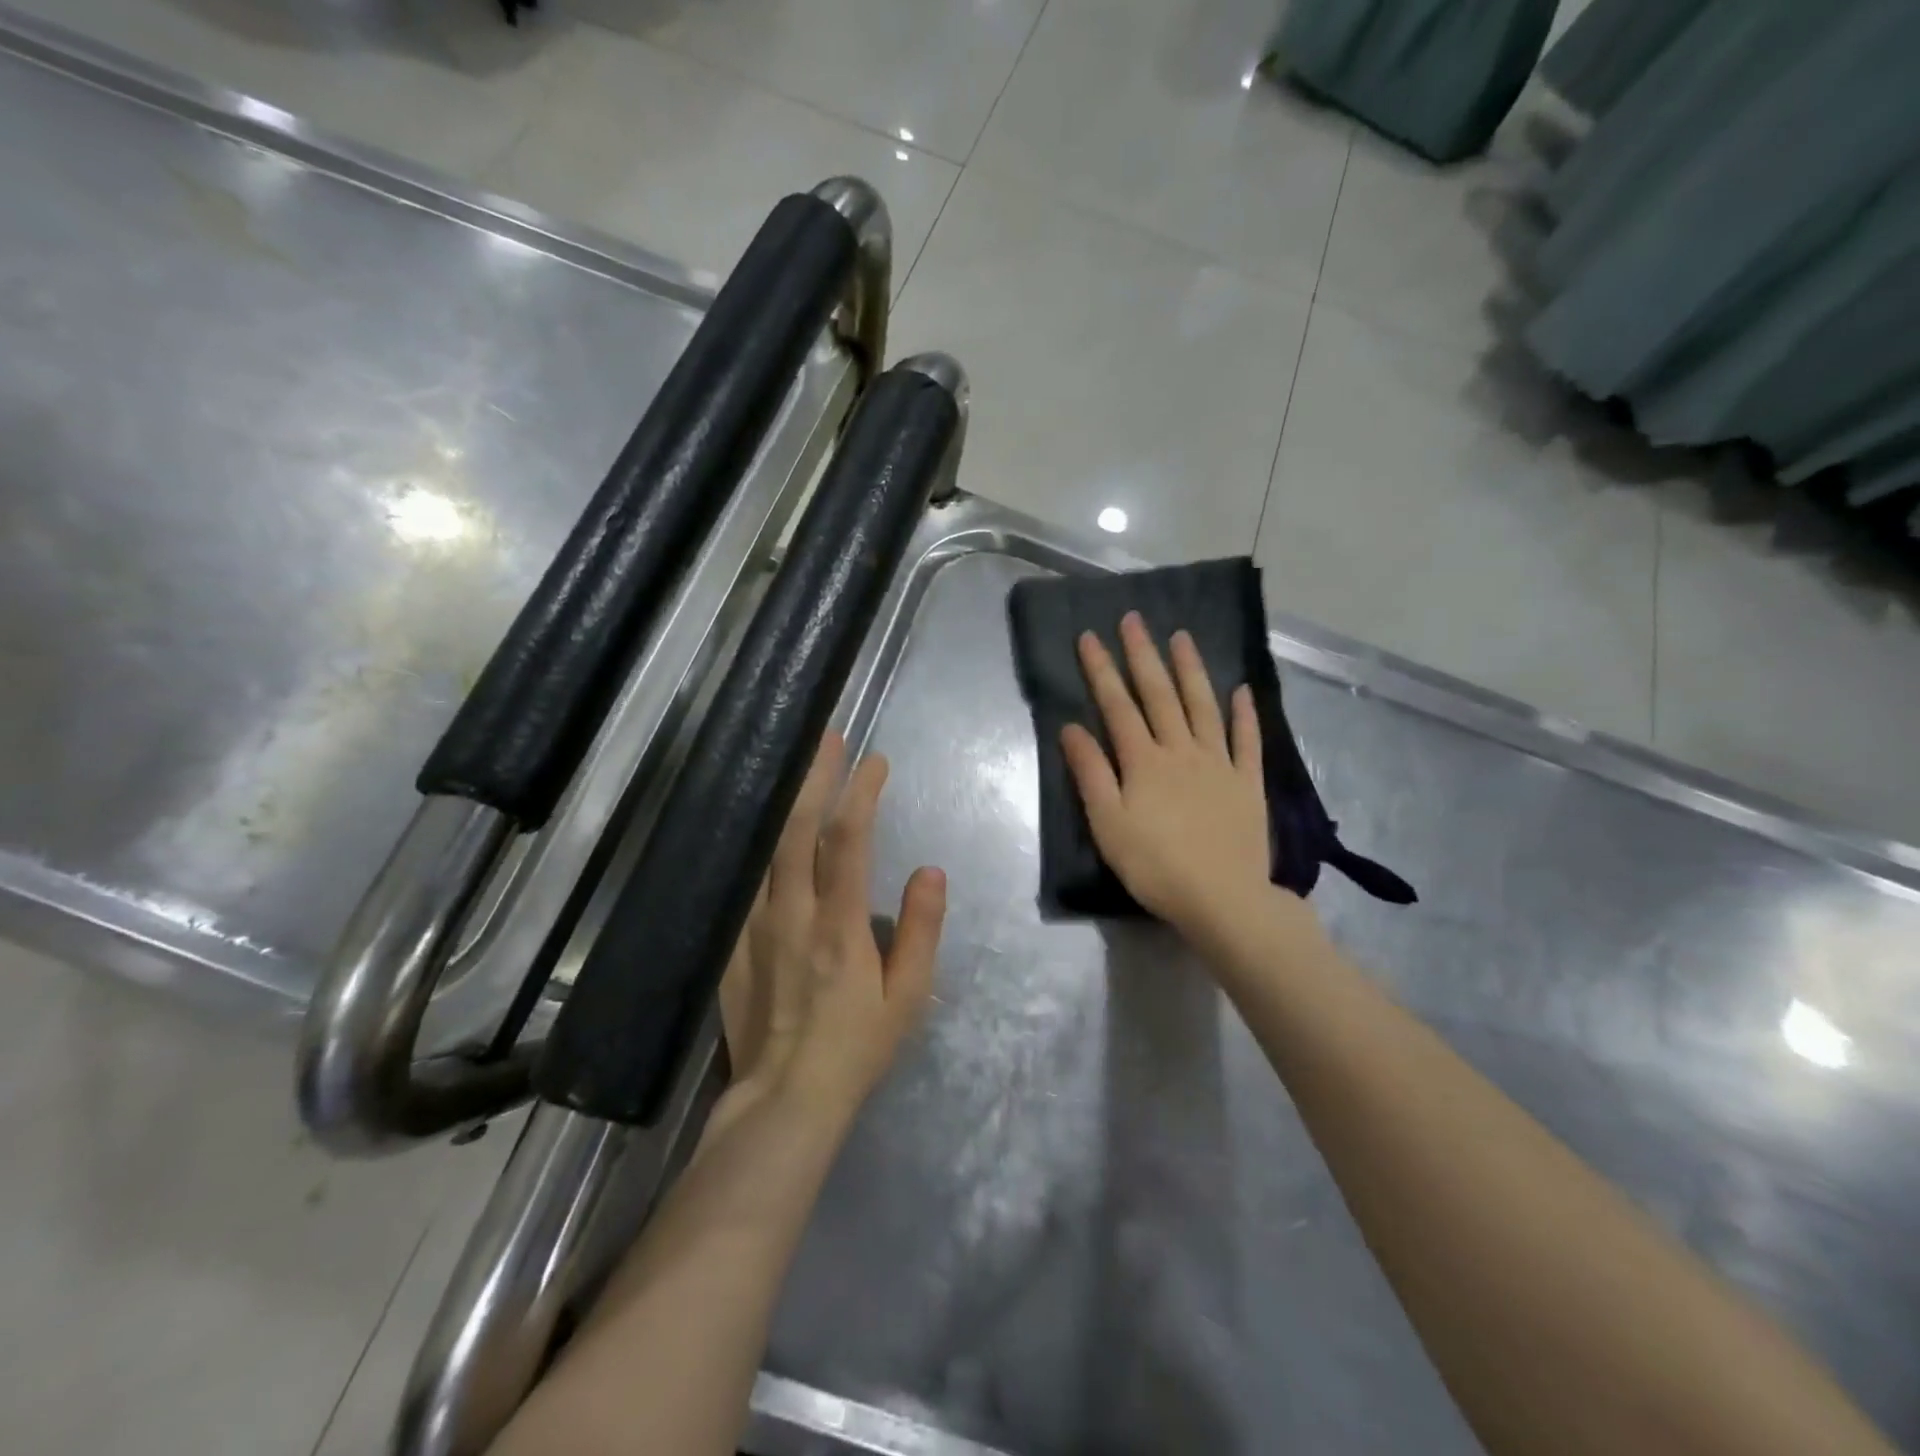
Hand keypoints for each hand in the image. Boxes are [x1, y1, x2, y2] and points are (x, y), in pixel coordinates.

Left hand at [718, 733, 945, 1123]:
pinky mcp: (732, 944)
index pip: (848, 841)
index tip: (875, 762)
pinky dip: (755, 844)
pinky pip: (743, 880)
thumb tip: (930, 871)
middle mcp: (791, 914)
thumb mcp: (908, 997)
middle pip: (797, 830)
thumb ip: (921, 930)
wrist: (785, 1098)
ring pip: (764, 848)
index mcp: (839, 925)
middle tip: (827, 739)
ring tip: (796, 767)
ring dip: (783, 801)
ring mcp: (753, 927)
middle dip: (815, 778)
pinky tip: (761, 825)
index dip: (861, 794)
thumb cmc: (857, 1047)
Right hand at [1060, 613, 1278, 940]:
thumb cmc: (1155, 865)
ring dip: (1191, 670)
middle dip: (1144, 655)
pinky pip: (1247, 740)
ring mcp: (1219, 763)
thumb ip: (1091, 772)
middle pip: (1160, 695)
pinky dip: (1244, 714)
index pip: (1118, 706)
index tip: (1090, 636)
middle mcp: (1182, 751)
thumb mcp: (1108, 823)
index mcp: (1144, 761)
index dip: (1102, 670)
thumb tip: (1071, 727)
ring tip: (1182, 637)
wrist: (1222, 899)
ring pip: (1203, 706)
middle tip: (1134, 619)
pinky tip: (1241, 690)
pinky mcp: (1247, 783)